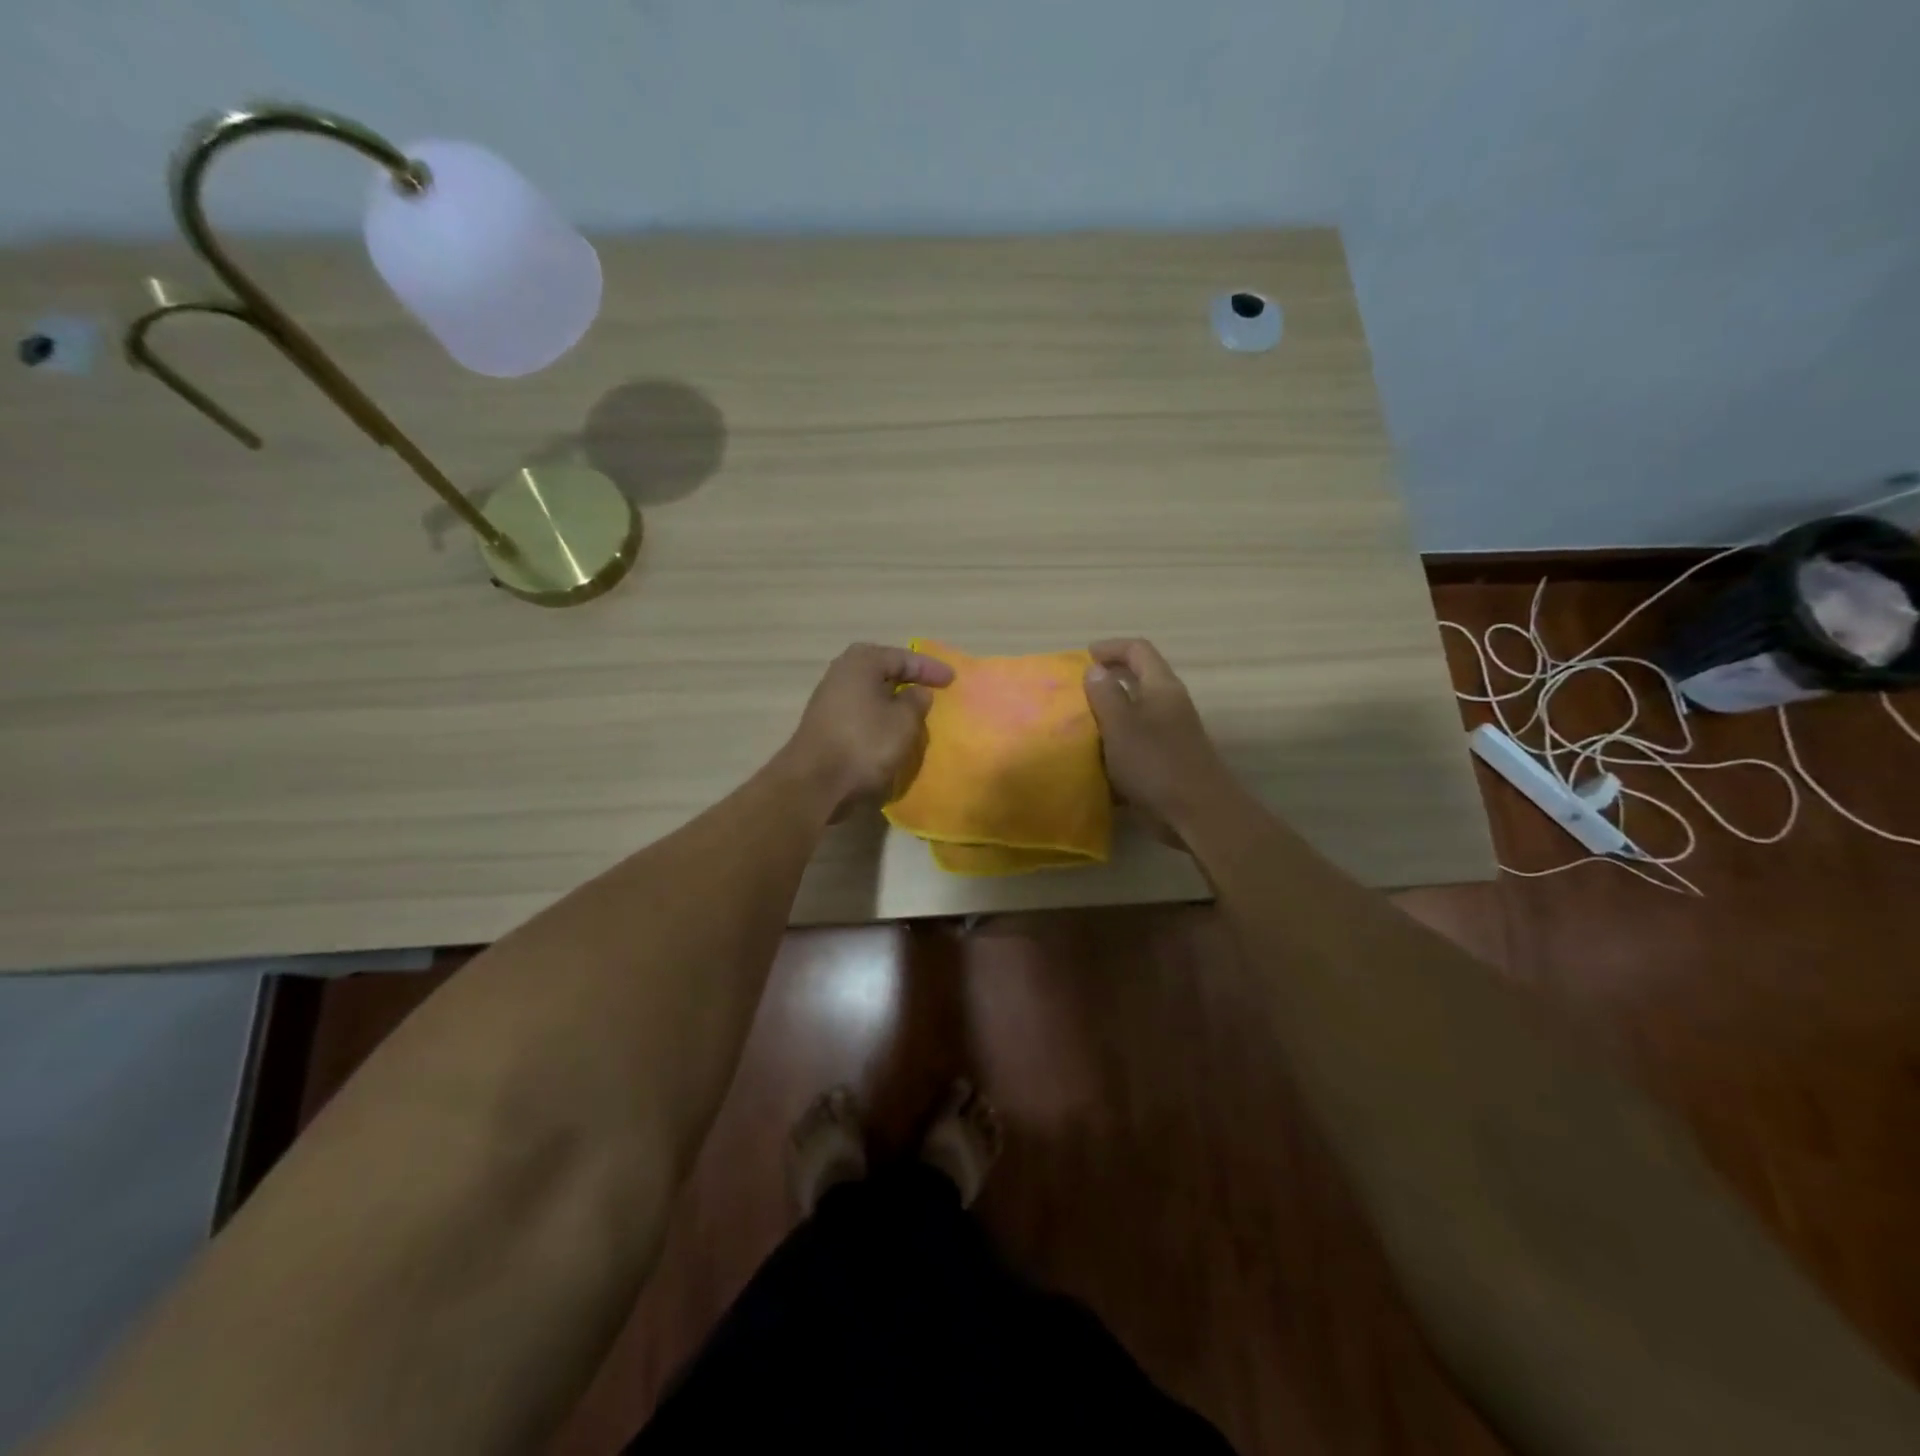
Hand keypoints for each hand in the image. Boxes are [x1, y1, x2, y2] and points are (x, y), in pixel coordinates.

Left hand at [783, 644, 955, 816]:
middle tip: (931, 689)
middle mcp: (841, 673)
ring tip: (914, 711)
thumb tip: (917, 692)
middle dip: (907, 680)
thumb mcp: (903, 721)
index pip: (902, 657)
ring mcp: (829, 699)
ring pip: (870, 693)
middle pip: (882, 671)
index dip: (929, 668)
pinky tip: (891, 730)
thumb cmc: (865, 743)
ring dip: (892, 701)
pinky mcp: (825, 725)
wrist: (815, 783)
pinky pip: (861, 712)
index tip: (952, 680)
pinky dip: (879, 717)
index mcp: (861, 662)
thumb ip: (916, 701)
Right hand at [1082, 639, 1232, 839]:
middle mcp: (1169, 705)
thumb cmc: (1156, 763)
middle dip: (1106, 682)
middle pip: (1137, 680)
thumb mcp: (1121, 725)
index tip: (1081, 659)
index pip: (1138, 650)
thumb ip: (1106, 694)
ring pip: (1135, 714)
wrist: (1197, 813)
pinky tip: (1095, 761)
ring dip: (1108, 717)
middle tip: (1075, 693)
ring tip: (1078, 727)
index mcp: (1161, 687)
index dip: (1110, 648)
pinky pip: (1136, 744)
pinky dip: (1115, 747)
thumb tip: (1096, 669)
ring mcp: (1170, 734)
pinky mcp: (1166, 761)